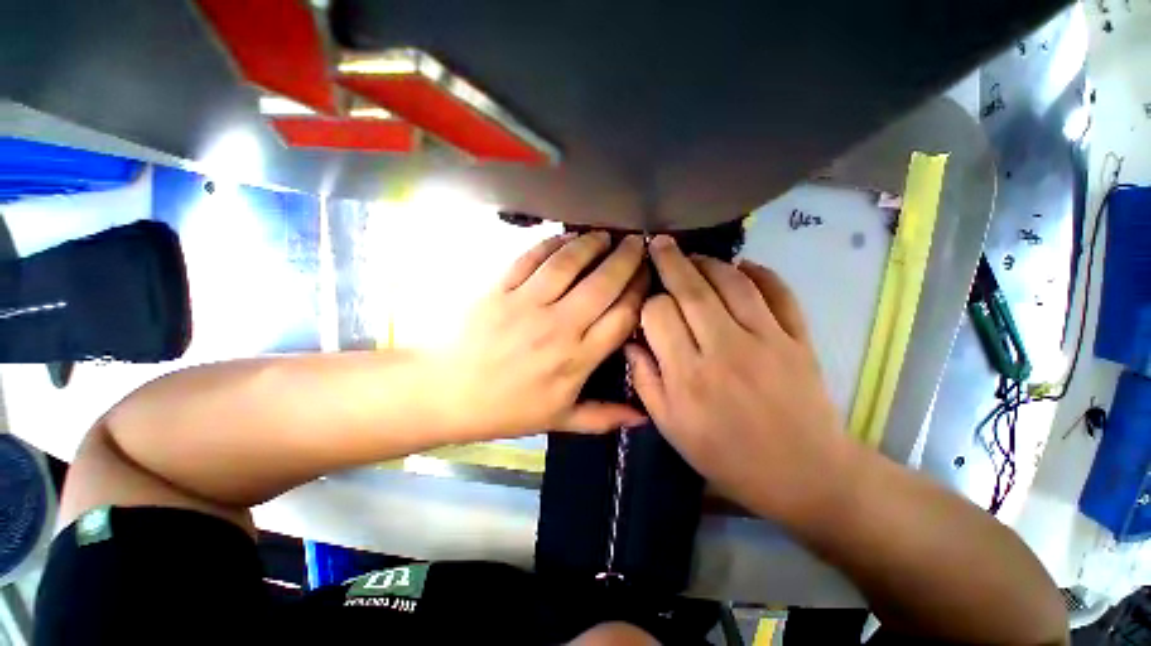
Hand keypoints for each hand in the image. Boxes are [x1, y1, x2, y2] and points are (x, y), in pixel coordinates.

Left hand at [436, 232, 648, 439]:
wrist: (446, 393)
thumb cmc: (505, 409)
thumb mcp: (558, 420)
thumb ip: (602, 417)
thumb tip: (641, 418)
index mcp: (576, 359)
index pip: (622, 317)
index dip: (640, 292)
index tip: (648, 277)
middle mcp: (558, 326)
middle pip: (603, 284)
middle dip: (626, 259)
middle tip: (638, 242)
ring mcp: (527, 303)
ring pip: (569, 263)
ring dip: (591, 244)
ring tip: (605, 235)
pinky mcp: (500, 288)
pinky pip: (531, 258)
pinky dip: (551, 243)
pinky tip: (565, 237)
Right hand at [626, 235, 851, 522]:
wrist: (801, 474)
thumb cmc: (726, 455)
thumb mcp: (671, 426)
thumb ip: (645, 380)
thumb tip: (631, 342)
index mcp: (689, 375)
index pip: (659, 315)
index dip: (648, 302)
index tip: (646, 302)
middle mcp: (725, 350)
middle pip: (693, 291)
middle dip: (671, 262)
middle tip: (660, 244)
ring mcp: (768, 340)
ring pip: (734, 283)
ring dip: (710, 263)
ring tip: (693, 257)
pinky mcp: (799, 339)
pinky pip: (780, 293)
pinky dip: (762, 273)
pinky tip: (744, 266)